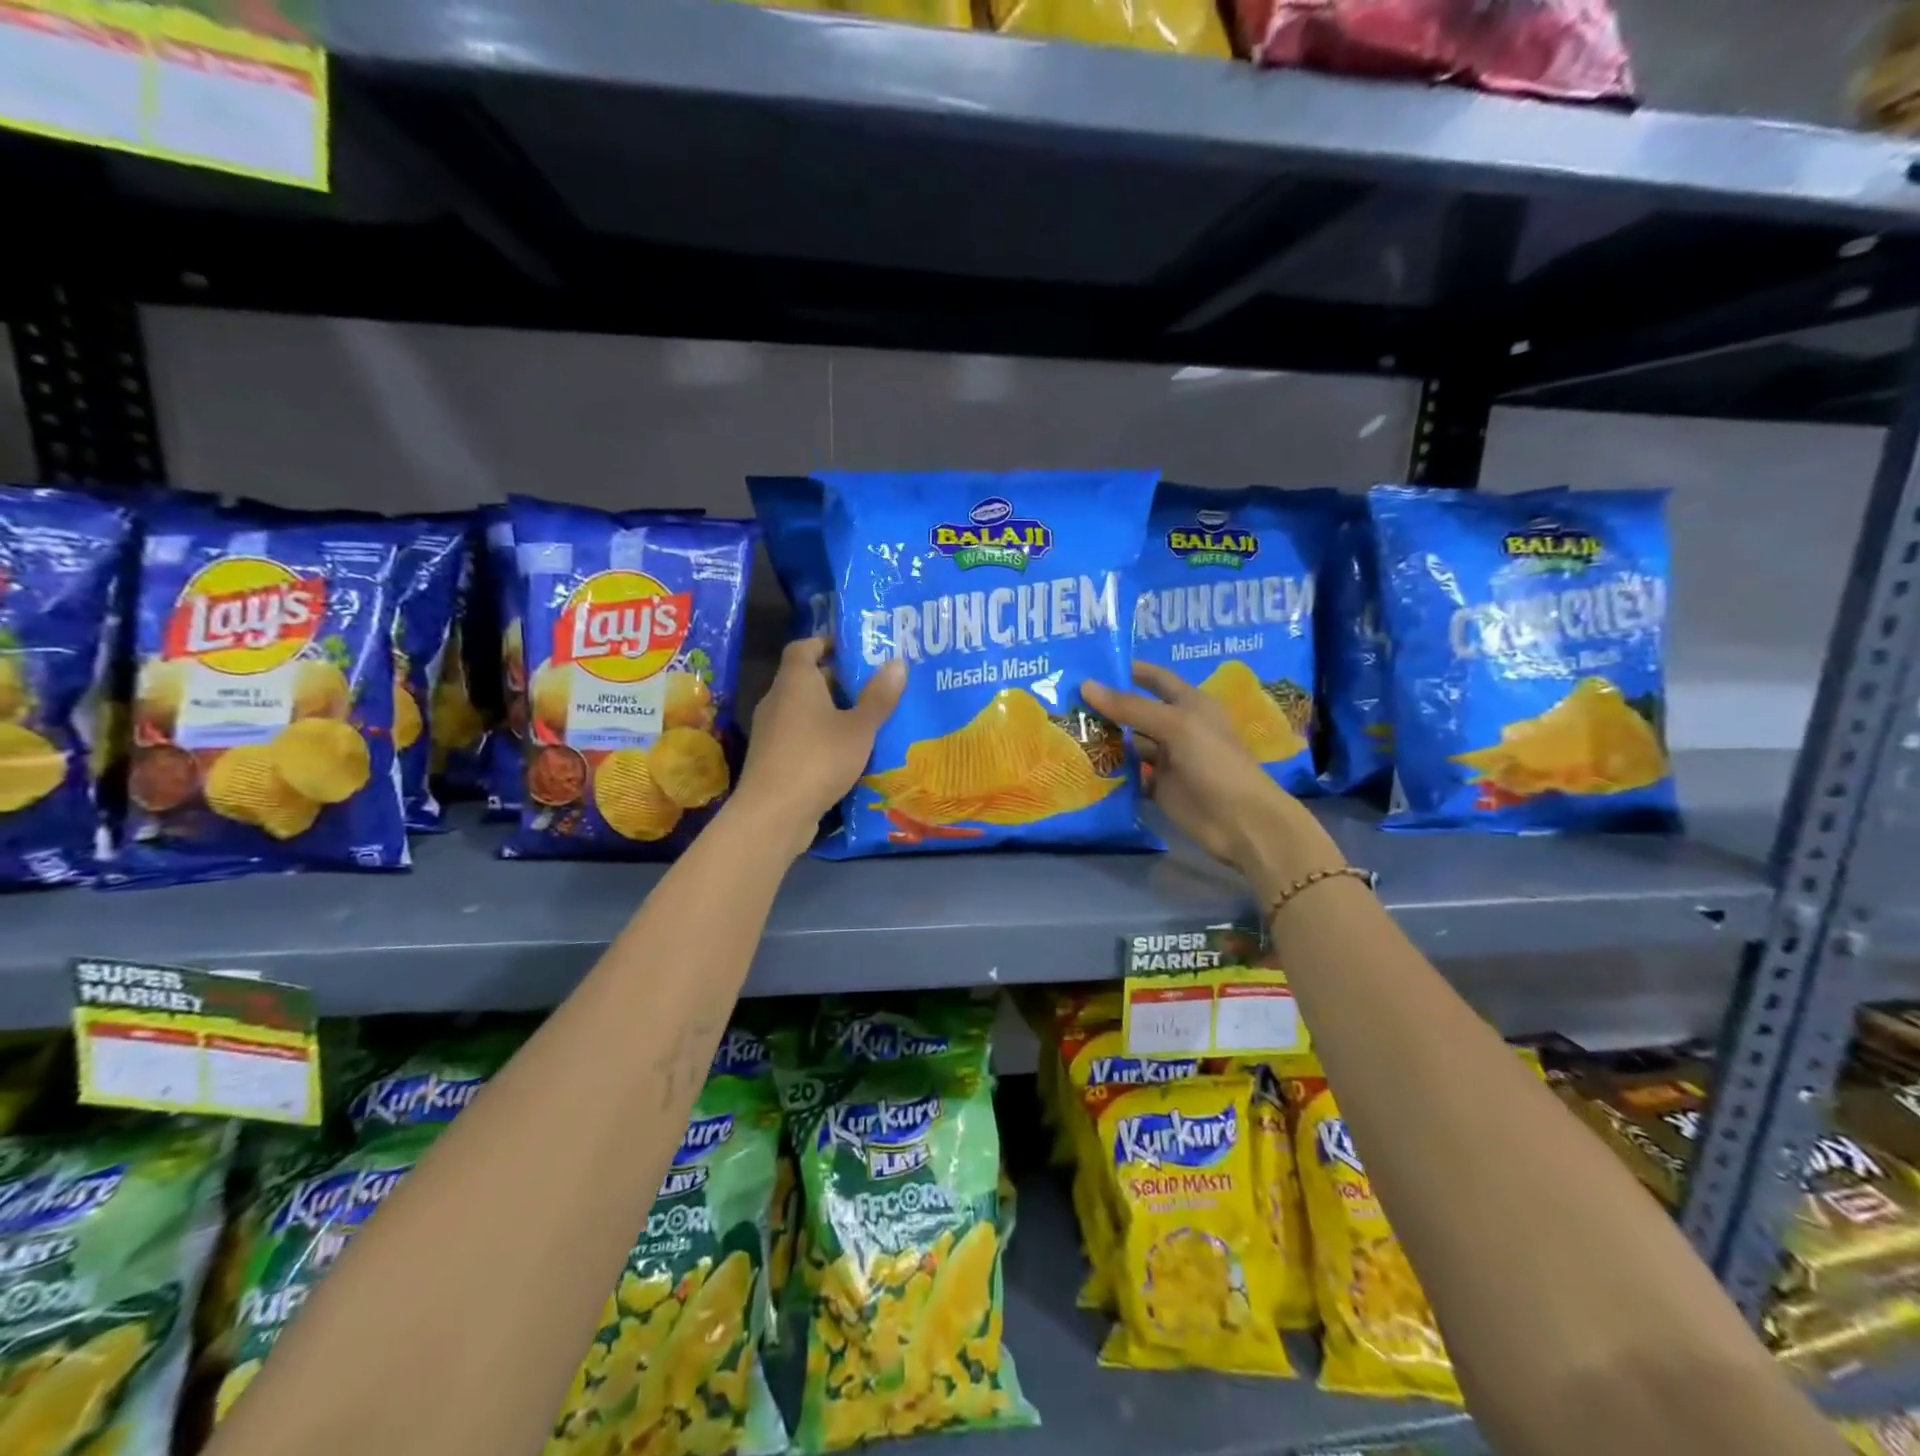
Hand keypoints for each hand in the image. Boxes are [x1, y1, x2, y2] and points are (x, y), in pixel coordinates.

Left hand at [732, 638, 905, 855]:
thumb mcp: (859, 728)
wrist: (773, 813)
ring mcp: (770, 731)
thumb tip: (898, 662)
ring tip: (866, 720)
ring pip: (803, 711)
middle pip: (805, 679)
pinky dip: (821, 738)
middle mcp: (777, 700)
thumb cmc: (819, 758)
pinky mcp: (771, 759)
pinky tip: (846, 754)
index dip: (825, 643)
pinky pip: (800, 737)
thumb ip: (879, 697)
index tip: (852, 649)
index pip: (803, 647)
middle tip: (872, 687)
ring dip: (830, 713)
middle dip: (837, 681)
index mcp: (795, 681)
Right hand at [1083, 663, 1341, 894]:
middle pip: (1136, 711)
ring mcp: (1167, 759)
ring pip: (1129, 744)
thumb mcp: (1175, 726)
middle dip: (1106, 706)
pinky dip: (1109, 771)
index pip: (1155, 679)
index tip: (1091, 666)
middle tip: (1064, 701)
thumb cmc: (1215, 762)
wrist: (1240, 821)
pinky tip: (1081, 765)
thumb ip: (1131, 707)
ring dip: (1103, 739)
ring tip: (1065, 732)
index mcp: (1190, 703)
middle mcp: (1177, 727)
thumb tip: (1086, 686)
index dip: (1128, 671)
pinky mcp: (1158, 787)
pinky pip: (1128, 774)